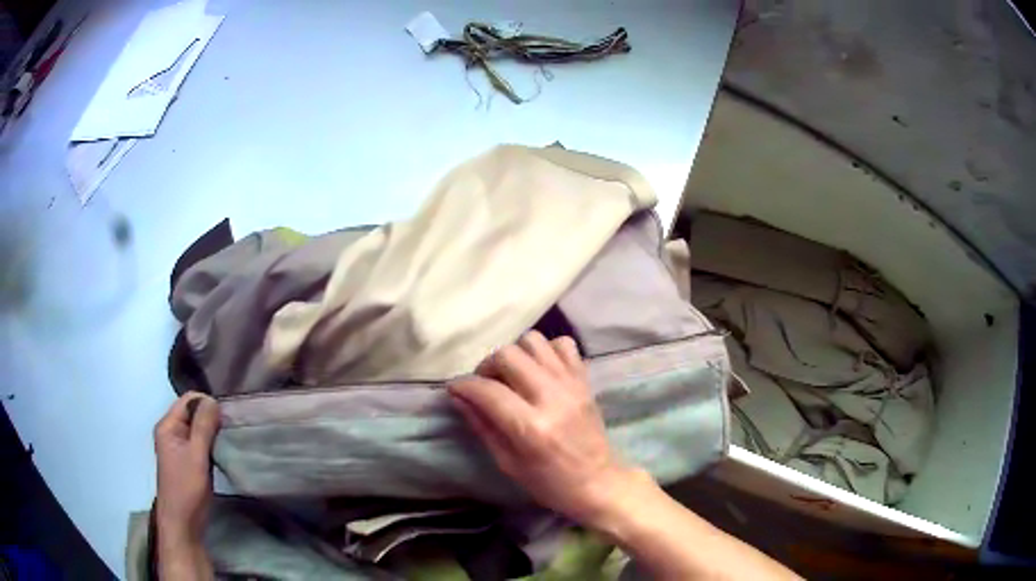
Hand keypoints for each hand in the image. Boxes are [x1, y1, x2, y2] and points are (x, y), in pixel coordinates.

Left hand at [154, 392, 219, 544]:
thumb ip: (203, 427)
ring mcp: (180, 447)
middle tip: (232, 429)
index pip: (189, 400)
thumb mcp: (196, 456)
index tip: (227, 418)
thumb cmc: (186, 489)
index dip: (207, 404)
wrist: (183, 524)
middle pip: (194, 413)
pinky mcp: (189, 461)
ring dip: (214, 432)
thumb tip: (213, 400)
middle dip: (212, 418)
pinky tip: (224, 452)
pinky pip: (201, 443)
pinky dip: (213, 444)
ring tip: (231, 440)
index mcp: (168, 426)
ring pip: (199, 429)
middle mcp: (172, 432)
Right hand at [448, 331, 641, 524]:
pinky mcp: (584, 380)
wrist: (599, 482)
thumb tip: (459, 397)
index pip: (488, 391)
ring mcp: (572, 384)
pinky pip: (563, 344)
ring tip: (512, 376)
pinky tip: (539, 371)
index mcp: (531, 428)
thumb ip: (483, 426)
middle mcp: (552, 398)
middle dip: (487, 366)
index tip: (454, 388)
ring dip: (515, 355)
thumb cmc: (549, 483)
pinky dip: (545, 351)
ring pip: (533, 341)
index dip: (463, 385)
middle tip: (485, 385)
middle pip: (508, 355)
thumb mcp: (508, 463)